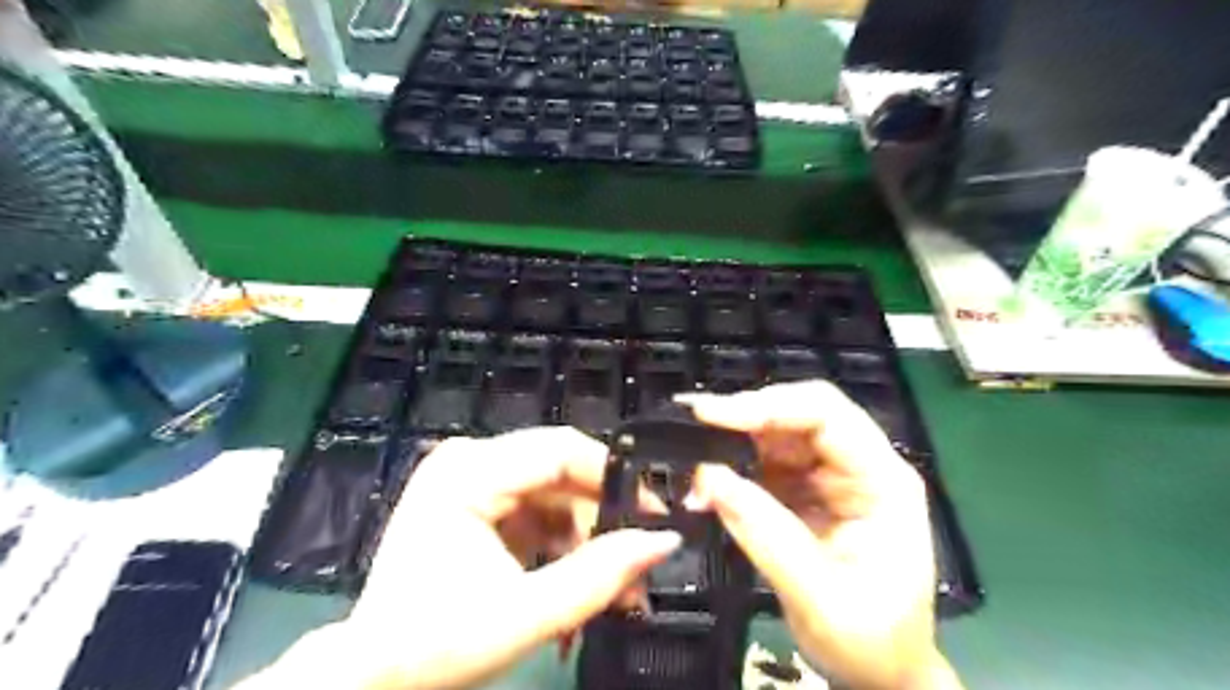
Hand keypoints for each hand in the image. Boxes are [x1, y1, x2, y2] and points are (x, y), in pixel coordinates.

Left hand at [236, 427, 681, 689]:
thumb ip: (599, 575)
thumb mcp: (525, 615)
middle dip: (602, 518)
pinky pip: (537, 508)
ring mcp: (470, 479)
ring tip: (612, 586)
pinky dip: (562, 542)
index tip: (653, 515)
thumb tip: (663, 541)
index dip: (614, 478)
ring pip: (554, 492)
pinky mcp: (476, 501)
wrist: (371, 678)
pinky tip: (577, 578)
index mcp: (468, 472)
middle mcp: (469, 461)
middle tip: (636, 562)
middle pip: (560, 470)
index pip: (561, 449)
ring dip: (586, 536)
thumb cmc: (434, 647)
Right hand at [683, 384, 960, 689]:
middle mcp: (859, 466)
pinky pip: (765, 461)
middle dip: (745, 415)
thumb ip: (766, 536)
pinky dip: (734, 465)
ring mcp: (832, 476)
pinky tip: (709, 480)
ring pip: (778, 432)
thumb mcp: (820, 599)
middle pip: (801, 413)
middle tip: (692, 424)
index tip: (712, 415)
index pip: (827, 416)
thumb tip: (709, 479)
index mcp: (882, 481)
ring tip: (693, 456)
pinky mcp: (806, 490)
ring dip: (734, 440)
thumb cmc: (869, 644)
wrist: (881, 675)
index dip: (769, 405)